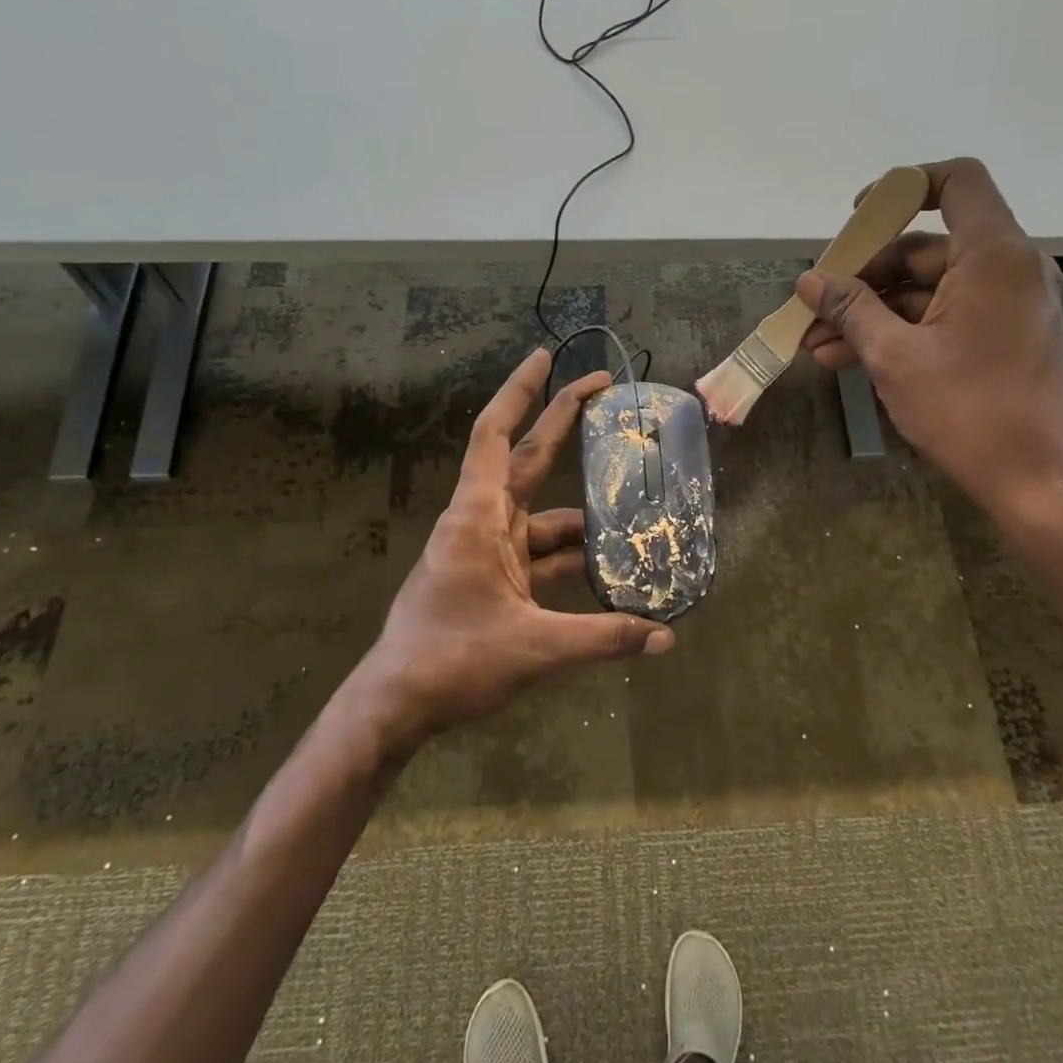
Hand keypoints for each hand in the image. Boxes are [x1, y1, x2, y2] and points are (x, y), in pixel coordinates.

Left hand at [350, 348, 671, 747]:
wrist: (396, 706)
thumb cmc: (452, 661)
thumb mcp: (535, 648)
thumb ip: (603, 638)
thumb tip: (666, 639)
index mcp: (478, 517)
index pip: (496, 436)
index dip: (520, 392)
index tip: (544, 356)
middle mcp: (482, 522)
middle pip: (527, 459)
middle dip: (561, 422)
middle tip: (602, 390)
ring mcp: (487, 552)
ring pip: (543, 517)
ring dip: (583, 519)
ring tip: (635, 517)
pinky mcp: (493, 580)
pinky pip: (540, 556)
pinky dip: (571, 559)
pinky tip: (609, 572)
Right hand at [798, 159, 1062, 516]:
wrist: (1035, 481)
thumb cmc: (967, 410)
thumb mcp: (894, 356)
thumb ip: (850, 309)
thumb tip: (809, 281)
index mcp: (993, 256)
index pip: (957, 182)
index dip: (903, 187)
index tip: (856, 218)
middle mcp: (1006, 269)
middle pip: (924, 246)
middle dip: (863, 276)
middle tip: (815, 306)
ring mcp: (1005, 305)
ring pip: (924, 289)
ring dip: (869, 313)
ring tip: (815, 343)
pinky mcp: (999, 337)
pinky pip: (940, 317)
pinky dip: (896, 331)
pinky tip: (846, 359)